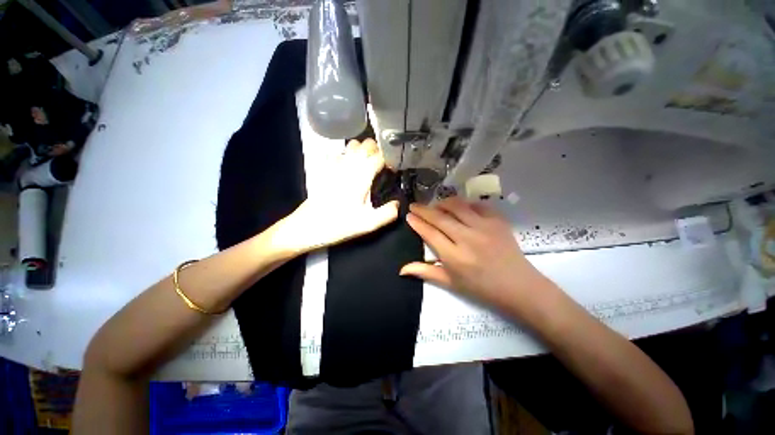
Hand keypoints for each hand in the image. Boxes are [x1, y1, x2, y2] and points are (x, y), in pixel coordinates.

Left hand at [277, 139, 398, 253]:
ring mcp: (335, 164)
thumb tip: (398, 204)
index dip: (389, 160)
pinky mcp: (324, 168)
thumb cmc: (337, 225)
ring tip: (365, 165)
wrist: (306, 226)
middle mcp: (350, 164)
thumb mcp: (367, 225)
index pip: (380, 156)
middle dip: (376, 151)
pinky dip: (346, 156)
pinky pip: (338, 153)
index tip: (392, 170)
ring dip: (361, 150)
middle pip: (367, 144)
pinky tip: (347, 168)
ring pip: (352, 145)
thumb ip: (387, 214)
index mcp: (362, 175)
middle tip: (380, 166)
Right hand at [400, 197, 549, 311]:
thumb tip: (402, 269)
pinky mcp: (497, 220)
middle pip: (441, 217)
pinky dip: (466, 205)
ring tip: (437, 205)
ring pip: (458, 206)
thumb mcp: (452, 284)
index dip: (418, 223)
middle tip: (415, 206)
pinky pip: (477, 206)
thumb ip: (427, 273)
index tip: (409, 216)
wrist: (515, 284)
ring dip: (443, 203)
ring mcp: (484, 227)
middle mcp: (467, 238)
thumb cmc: (482, 288)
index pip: (430, 233)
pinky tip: (461, 208)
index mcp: (454, 257)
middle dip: (425, 210)